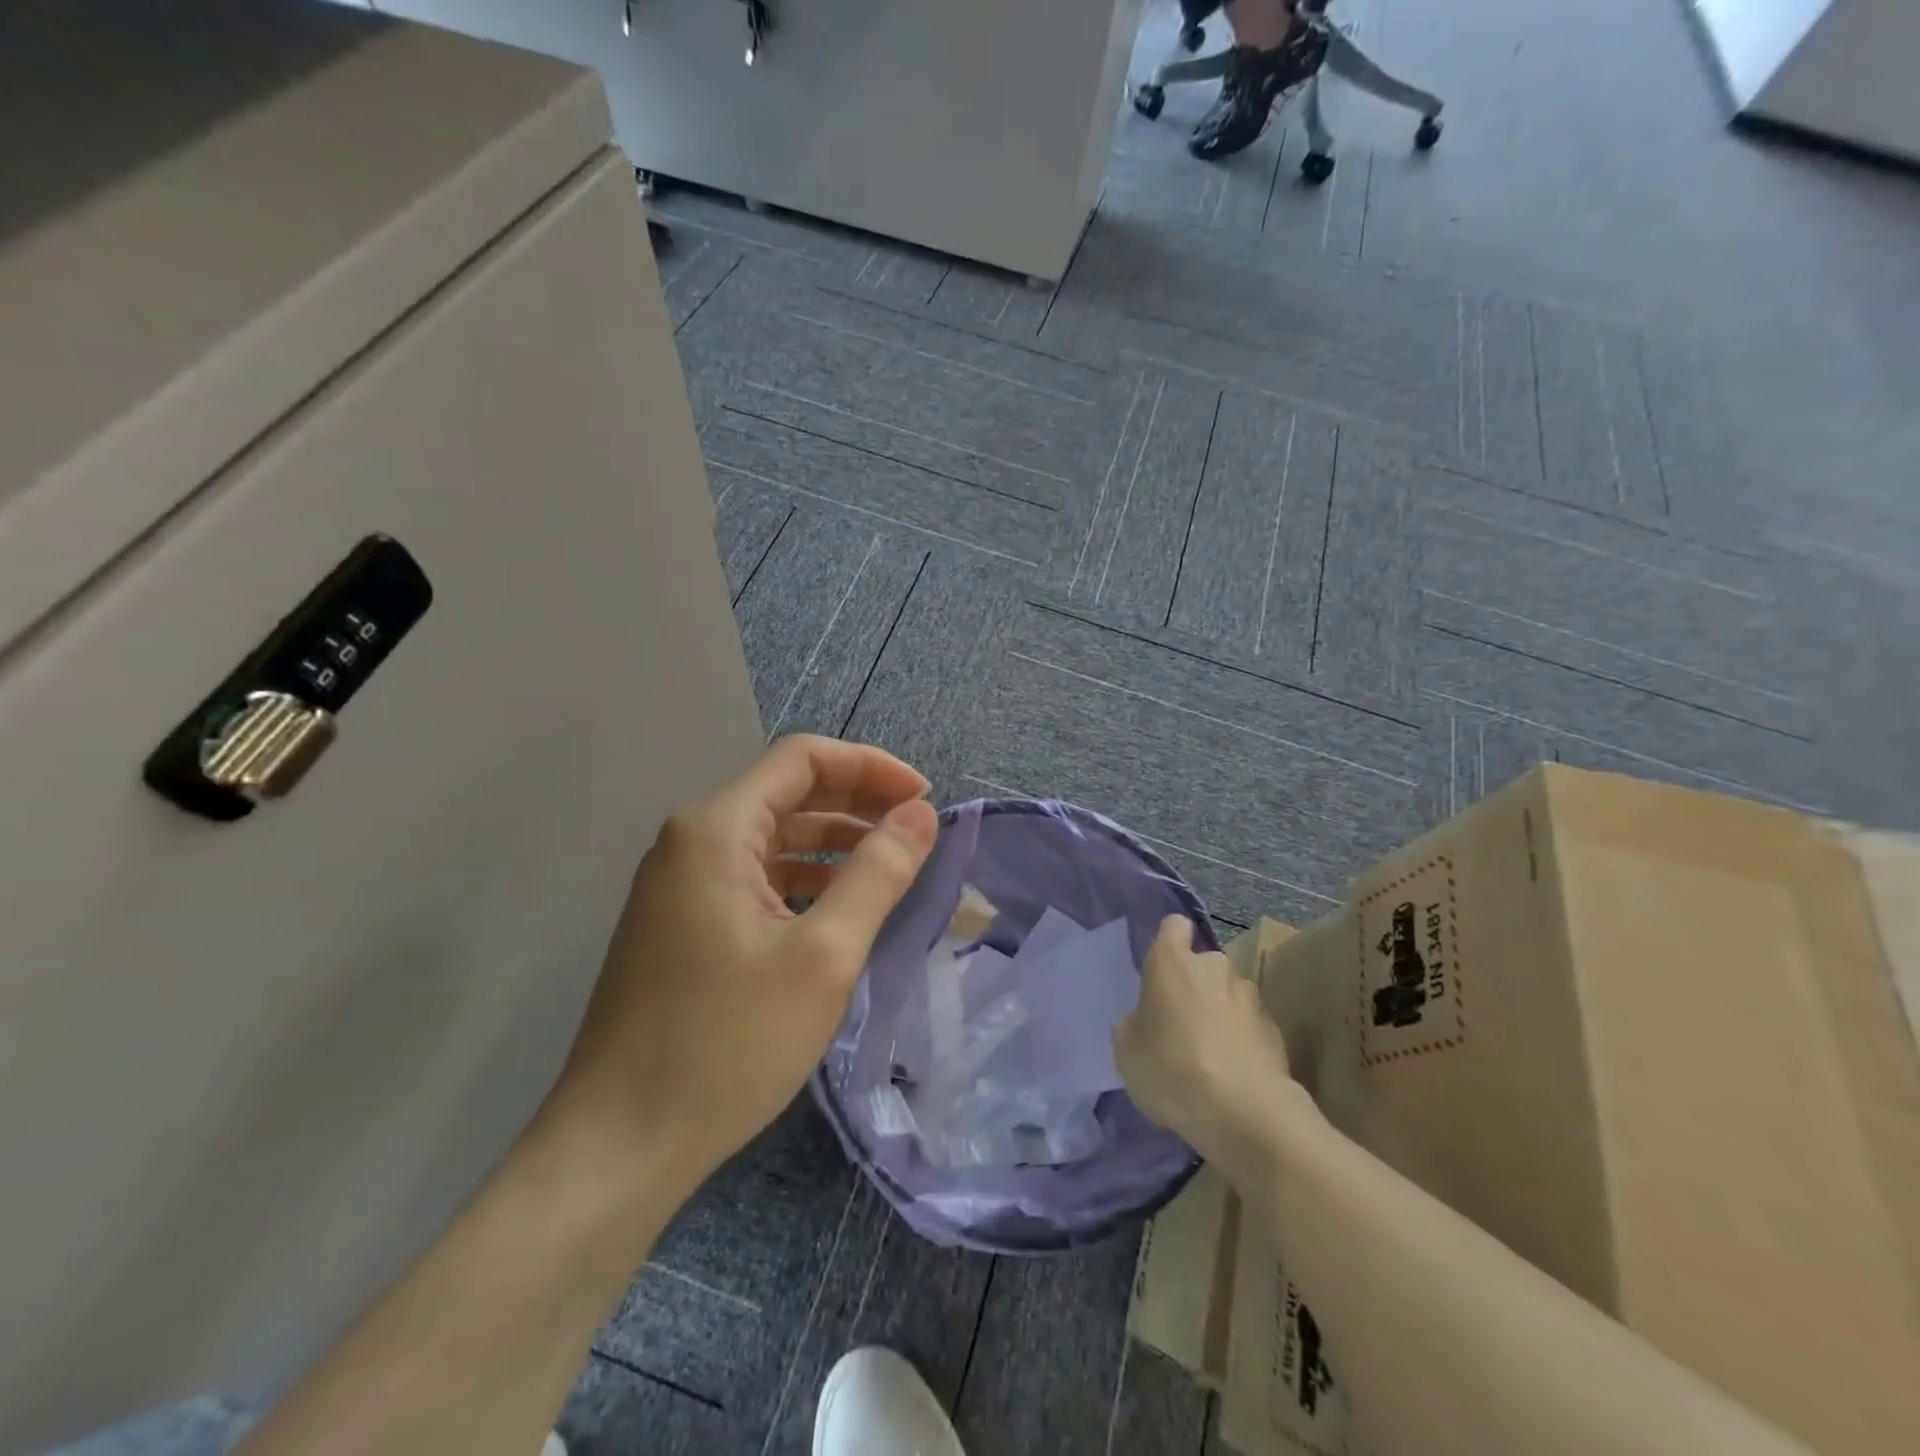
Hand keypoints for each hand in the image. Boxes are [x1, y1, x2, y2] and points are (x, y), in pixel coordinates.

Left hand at [548, 736, 937, 1189]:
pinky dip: (805, 880)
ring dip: (835, 844)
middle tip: (918, 833)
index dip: (870, 767)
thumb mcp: (823, 955)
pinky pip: (756, 878)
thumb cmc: (727, 1043)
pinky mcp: (684, 924)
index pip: (803, 758)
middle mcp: (692, 842)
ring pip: (774, 838)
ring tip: (894, 870)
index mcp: (716, 829)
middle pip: (788, 793)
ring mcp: (682, 885)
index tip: (924, 800)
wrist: (620, 1146)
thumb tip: (919, 813)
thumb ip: (877, 873)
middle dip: (858, 803)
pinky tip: (842, 909)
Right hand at [1114, 915, 1300, 1172]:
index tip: (1161, 970)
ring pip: (1228, 995)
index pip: (1173, 926)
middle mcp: (1214, 967)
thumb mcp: (1127, 1051)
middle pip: (1203, 964)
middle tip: (1180, 1024)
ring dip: (1219, 1013)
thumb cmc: (1172, 1070)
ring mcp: (1250, 997)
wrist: (1246, 1113)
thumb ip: (1134, 1023)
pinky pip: (1249, 1026)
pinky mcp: (1275, 1030)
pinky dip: (1241, 1041)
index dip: (1168, 942)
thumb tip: (1145, 1019)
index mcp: (1172, 962)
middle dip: (1194, 986)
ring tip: (1209, 1056)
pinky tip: (1233, 1075)